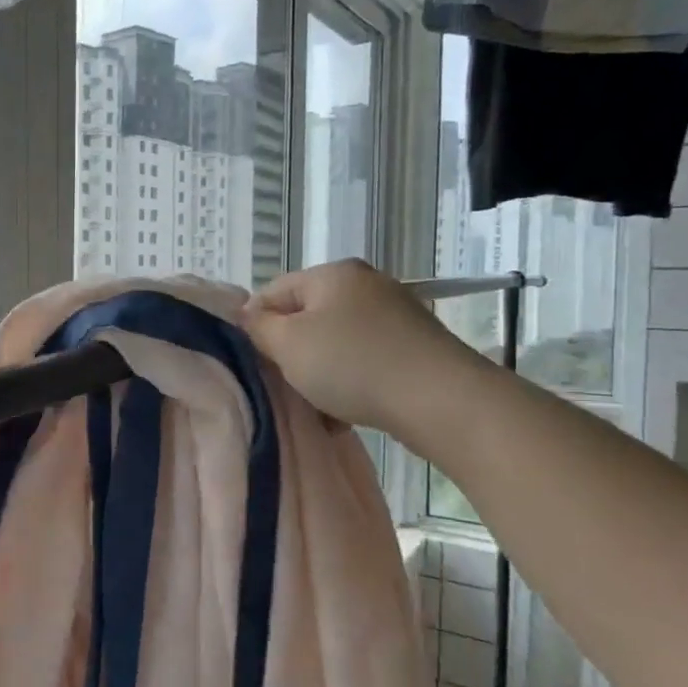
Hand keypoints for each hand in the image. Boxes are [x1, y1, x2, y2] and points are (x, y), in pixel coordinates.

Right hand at [240, 260, 491, 452]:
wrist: (440, 400)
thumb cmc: (353, 364)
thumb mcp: (288, 344)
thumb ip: (258, 327)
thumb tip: (247, 315)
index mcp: (332, 273)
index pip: (272, 291)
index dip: (254, 325)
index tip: (251, 361)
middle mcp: (365, 284)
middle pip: (305, 318)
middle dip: (289, 353)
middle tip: (281, 384)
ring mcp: (394, 315)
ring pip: (334, 343)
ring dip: (318, 373)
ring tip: (316, 405)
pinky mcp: (413, 347)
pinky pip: (364, 360)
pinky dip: (350, 382)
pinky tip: (345, 412)